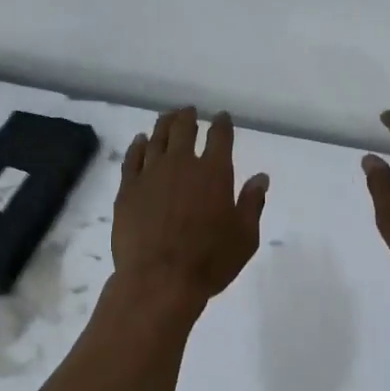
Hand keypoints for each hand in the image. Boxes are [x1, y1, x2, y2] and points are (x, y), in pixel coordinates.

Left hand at [113, 108, 268, 304]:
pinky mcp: (128, 189)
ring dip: (164, 124)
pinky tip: (141, 141)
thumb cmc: (209, 261)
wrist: (159, 279)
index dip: (222, 124)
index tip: (221, 117)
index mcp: (214, 173)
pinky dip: (138, 145)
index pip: (220, 137)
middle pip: (184, 129)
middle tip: (189, 111)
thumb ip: (252, 203)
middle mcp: (182, 164)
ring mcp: (151, 174)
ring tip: (167, 117)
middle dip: (188, 117)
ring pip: (157, 138)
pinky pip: (133, 158)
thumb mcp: (245, 237)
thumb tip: (261, 177)